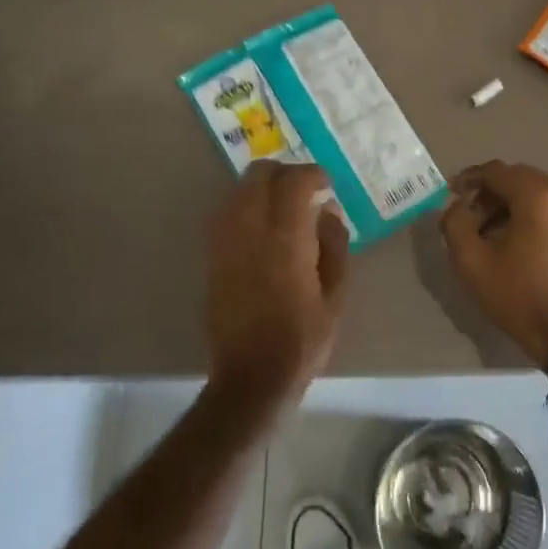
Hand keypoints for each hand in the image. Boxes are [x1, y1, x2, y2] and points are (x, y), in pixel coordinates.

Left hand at [204, 161, 350, 413]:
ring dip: (262, 188)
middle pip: (259, 175)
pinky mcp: (212, 257)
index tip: (327, 184)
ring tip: (284, 207)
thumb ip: (335, 245)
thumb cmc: (303, 338)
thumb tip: (328, 210)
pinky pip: (225, 213)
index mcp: (286, 237)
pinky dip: (244, 206)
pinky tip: (262, 226)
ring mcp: (225, 241)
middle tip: (305, 190)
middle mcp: (250, 229)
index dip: (313, 174)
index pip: (294, 181)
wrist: (252, 375)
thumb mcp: (336, 294)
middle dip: (284, 173)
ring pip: (238, 190)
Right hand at [439, 161, 547, 366]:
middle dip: (492, 190)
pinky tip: (517, 240)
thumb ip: (456, 224)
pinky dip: (532, 215)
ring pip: (539, 194)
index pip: (498, 171)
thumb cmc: (518, 296)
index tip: (452, 192)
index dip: (470, 178)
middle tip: (470, 211)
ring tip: (491, 229)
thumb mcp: (472, 262)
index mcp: (538, 197)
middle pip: (521, 179)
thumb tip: (458, 206)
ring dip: (512, 203)